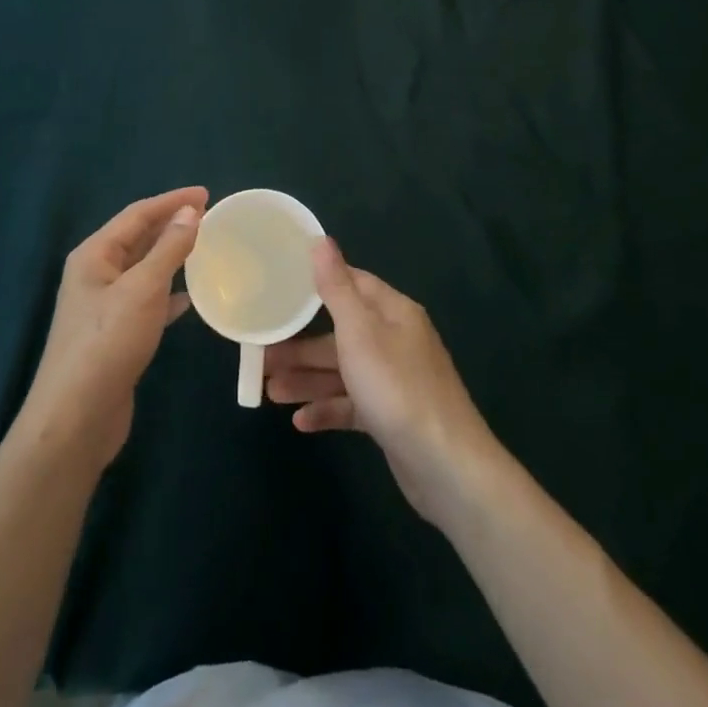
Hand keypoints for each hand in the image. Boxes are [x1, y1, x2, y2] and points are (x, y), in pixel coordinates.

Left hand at [19, 187, 205, 469]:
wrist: (75, 419)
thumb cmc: (108, 343)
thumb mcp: (143, 288)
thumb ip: (169, 248)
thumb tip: (190, 211)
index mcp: (94, 255)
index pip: (137, 214)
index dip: (172, 201)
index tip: (207, 194)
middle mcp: (95, 274)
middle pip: (138, 238)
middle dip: (171, 225)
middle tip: (210, 217)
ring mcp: (103, 306)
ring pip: (143, 269)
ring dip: (172, 256)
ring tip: (205, 248)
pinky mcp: (115, 334)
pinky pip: (146, 300)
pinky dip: (169, 293)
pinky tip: (190, 298)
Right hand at [264, 238, 502, 524]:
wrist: (445, 466)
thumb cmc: (396, 387)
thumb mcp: (359, 332)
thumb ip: (336, 287)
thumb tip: (322, 240)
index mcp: (393, 312)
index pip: (354, 283)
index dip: (318, 283)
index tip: (282, 286)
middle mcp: (395, 340)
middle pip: (341, 333)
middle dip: (302, 344)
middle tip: (262, 353)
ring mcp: (394, 380)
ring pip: (343, 371)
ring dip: (307, 379)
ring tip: (269, 390)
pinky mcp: (390, 416)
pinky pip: (352, 405)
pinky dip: (327, 409)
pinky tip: (300, 422)